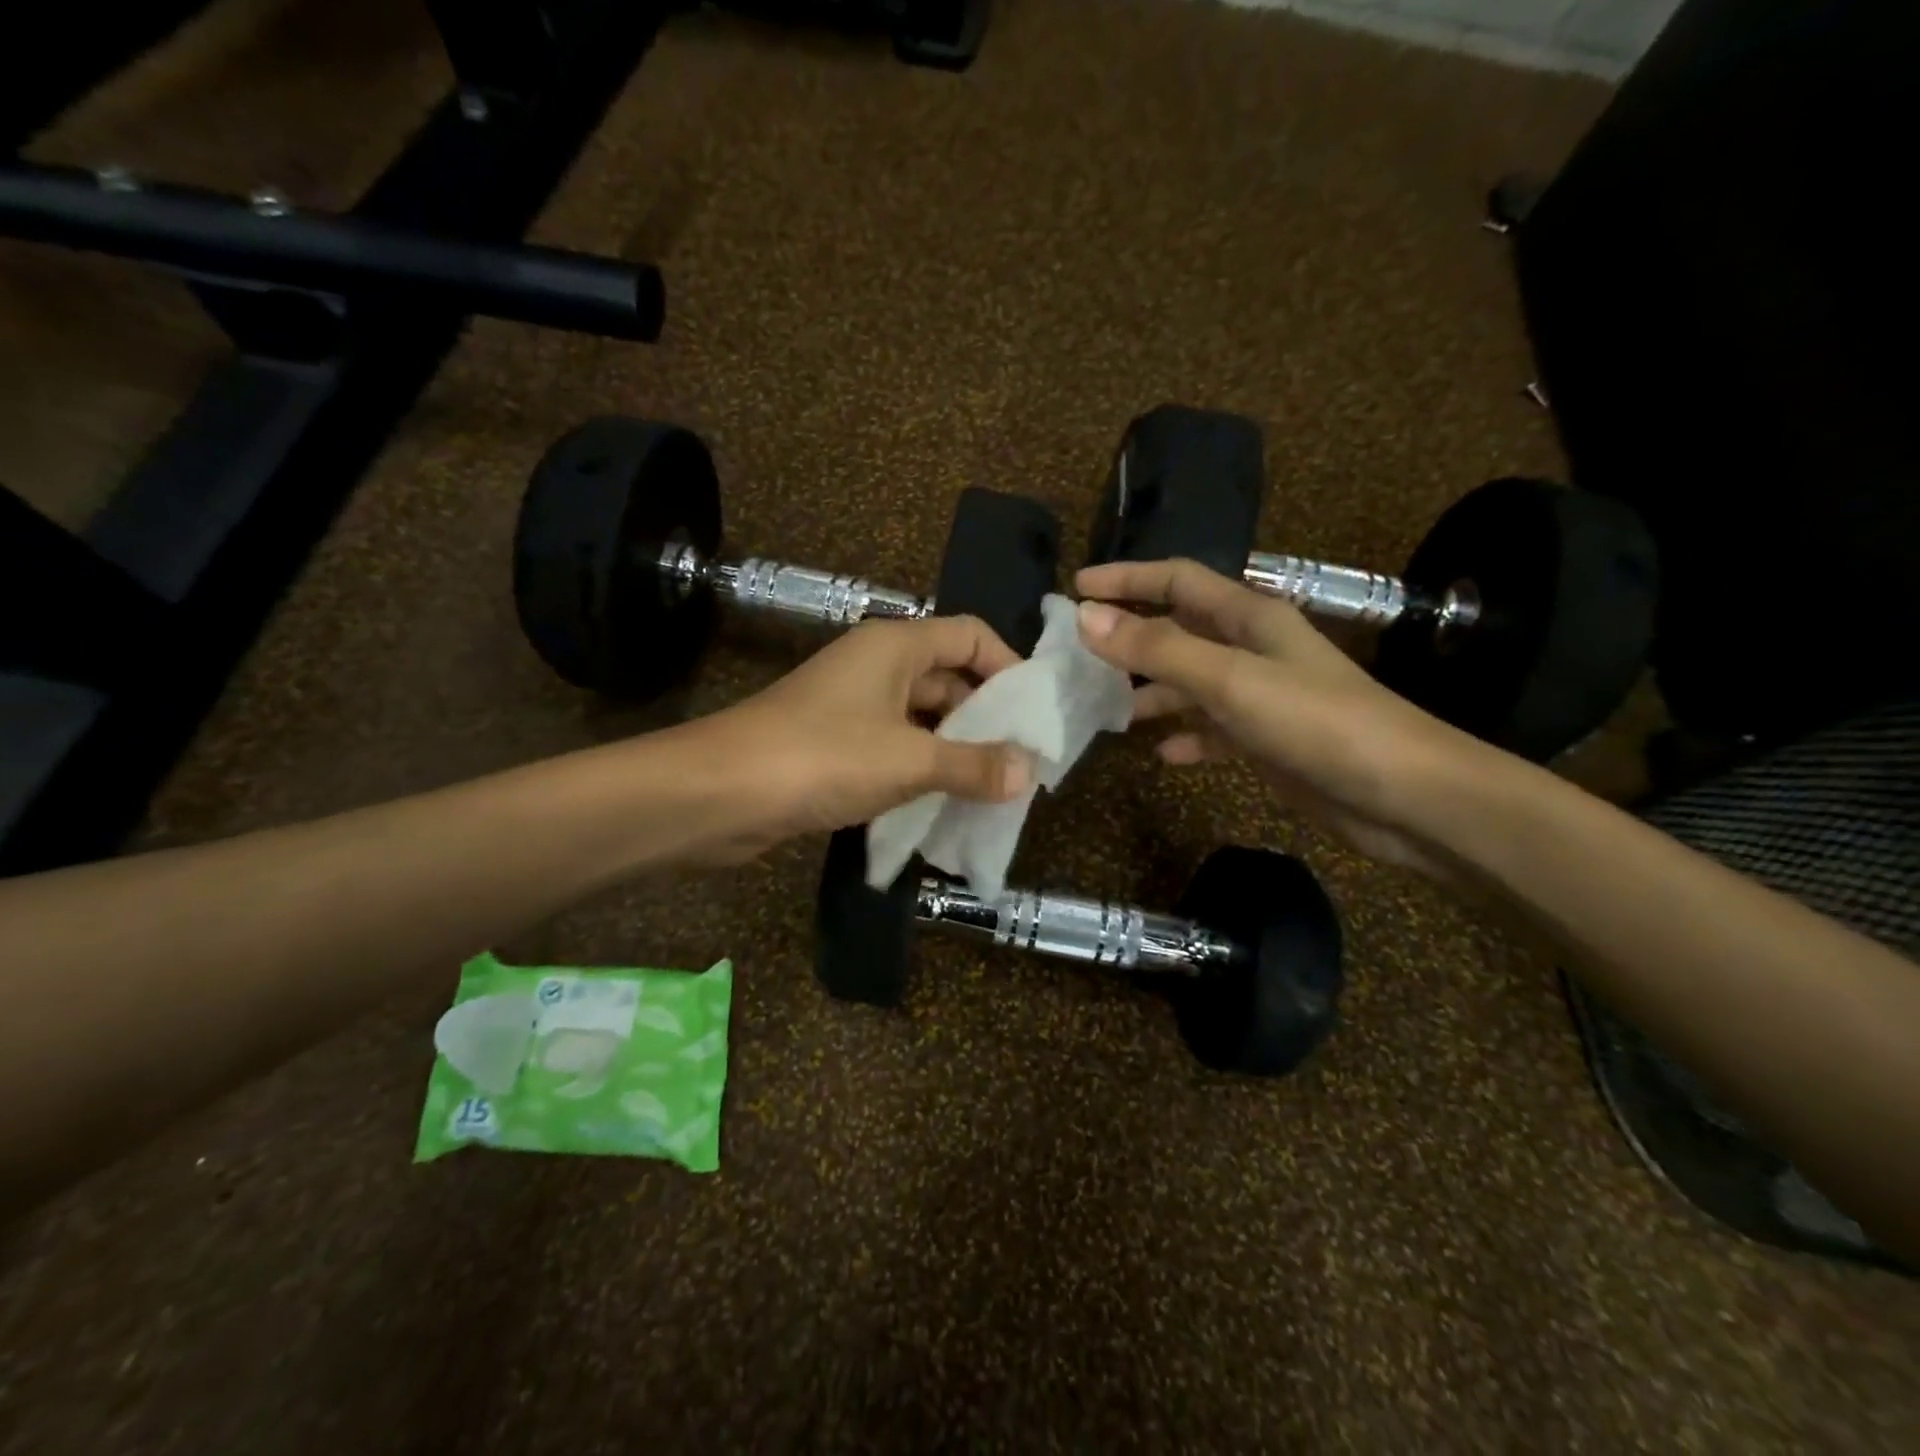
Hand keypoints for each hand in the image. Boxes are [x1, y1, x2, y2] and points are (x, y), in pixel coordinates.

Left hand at [694, 614, 1032, 857]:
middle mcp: (875, 666)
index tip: (1035, 712)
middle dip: (986, 717)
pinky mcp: (833, 746)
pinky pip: (893, 749)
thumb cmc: (822, 757)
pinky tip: (944, 804)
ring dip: (955, 749)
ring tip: (994, 788)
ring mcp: (851, 707)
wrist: (718, 793)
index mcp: (895, 645)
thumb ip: (973, 764)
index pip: (969, 634)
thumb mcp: (909, 761)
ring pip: (921, 719)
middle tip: (1022, 761)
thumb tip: (1028, 771)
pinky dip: (920, 771)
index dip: (1008, 665)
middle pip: (948, 678)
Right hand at [1074, 558, 1500, 875]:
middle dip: (1130, 639)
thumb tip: (1087, 617)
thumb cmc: (1316, 722)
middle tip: (1078, 657)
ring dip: (1151, 693)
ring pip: (1190, 683)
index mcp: (1249, 617)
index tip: (1076, 589)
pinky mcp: (1267, 739)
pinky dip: (1186, 737)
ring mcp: (1260, 696)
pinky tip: (1164, 755)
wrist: (1403, 795)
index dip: (1127, 578)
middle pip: (1179, 630)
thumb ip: (1158, 648)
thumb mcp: (1230, 680)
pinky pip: (1212, 729)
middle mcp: (1252, 649)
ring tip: (1106, 712)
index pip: (1177, 579)